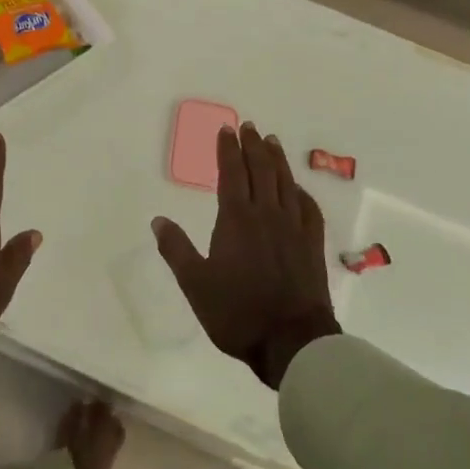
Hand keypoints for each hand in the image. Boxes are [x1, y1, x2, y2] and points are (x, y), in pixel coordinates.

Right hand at [152, 122, 340, 387]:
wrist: (292, 341)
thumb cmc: (237, 312)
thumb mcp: (195, 283)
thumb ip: (176, 249)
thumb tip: (158, 220)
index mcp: (236, 219)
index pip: (232, 173)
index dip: (228, 150)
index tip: (227, 129)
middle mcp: (267, 215)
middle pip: (261, 171)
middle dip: (253, 146)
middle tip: (250, 127)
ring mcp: (294, 229)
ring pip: (286, 184)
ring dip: (278, 160)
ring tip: (272, 142)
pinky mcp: (312, 246)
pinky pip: (309, 209)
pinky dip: (302, 193)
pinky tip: (298, 189)